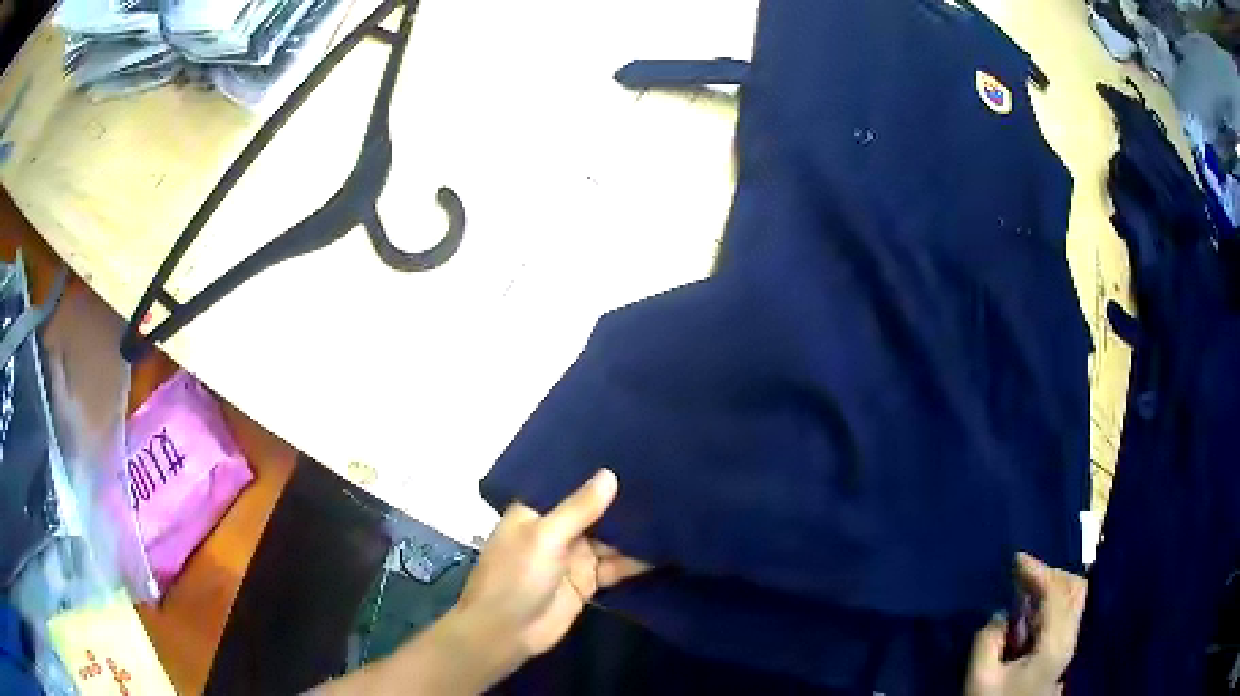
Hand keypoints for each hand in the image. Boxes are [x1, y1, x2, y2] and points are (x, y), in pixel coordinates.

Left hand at [450, 468, 650, 666]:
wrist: (506, 632)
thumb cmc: (516, 576)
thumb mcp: (545, 537)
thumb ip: (579, 508)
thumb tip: (610, 475)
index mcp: (537, 512)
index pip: (570, 484)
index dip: (596, 473)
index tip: (631, 453)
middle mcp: (557, 530)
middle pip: (595, 512)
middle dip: (623, 502)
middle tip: (665, 479)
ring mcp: (574, 557)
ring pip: (610, 539)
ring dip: (635, 532)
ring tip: (674, 509)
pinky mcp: (588, 582)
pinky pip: (617, 566)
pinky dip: (638, 560)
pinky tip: (666, 548)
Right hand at [965, 553, 1087, 695]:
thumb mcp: (980, 678)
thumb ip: (987, 641)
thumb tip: (1000, 615)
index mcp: (1055, 643)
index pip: (1056, 591)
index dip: (1038, 570)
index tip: (1015, 559)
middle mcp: (1070, 638)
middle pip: (1074, 588)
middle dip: (1050, 574)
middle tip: (1022, 574)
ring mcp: (1068, 645)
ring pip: (1073, 598)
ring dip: (1052, 586)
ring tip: (1025, 590)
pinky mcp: (1061, 651)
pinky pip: (1065, 612)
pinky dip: (1051, 601)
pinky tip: (1030, 610)